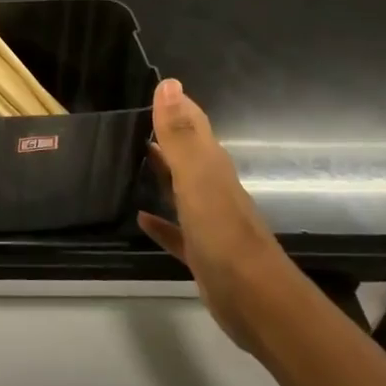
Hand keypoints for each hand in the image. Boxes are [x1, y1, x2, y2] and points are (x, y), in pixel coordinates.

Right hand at [138, 79, 285, 354]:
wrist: (257, 302)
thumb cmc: (224, 234)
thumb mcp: (197, 178)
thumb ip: (180, 134)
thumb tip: (169, 84)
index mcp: (211, 167)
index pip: (193, 125)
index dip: (176, 106)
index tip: (151, 88)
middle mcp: (212, 189)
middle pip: (186, 155)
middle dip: (164, 137)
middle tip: (128, 123)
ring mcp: (208, 222)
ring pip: (180, 189)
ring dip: (160, 174)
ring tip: (129, 161)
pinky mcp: (202, 253)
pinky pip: (176, 231)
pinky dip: (160, 222)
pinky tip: (140, 218)